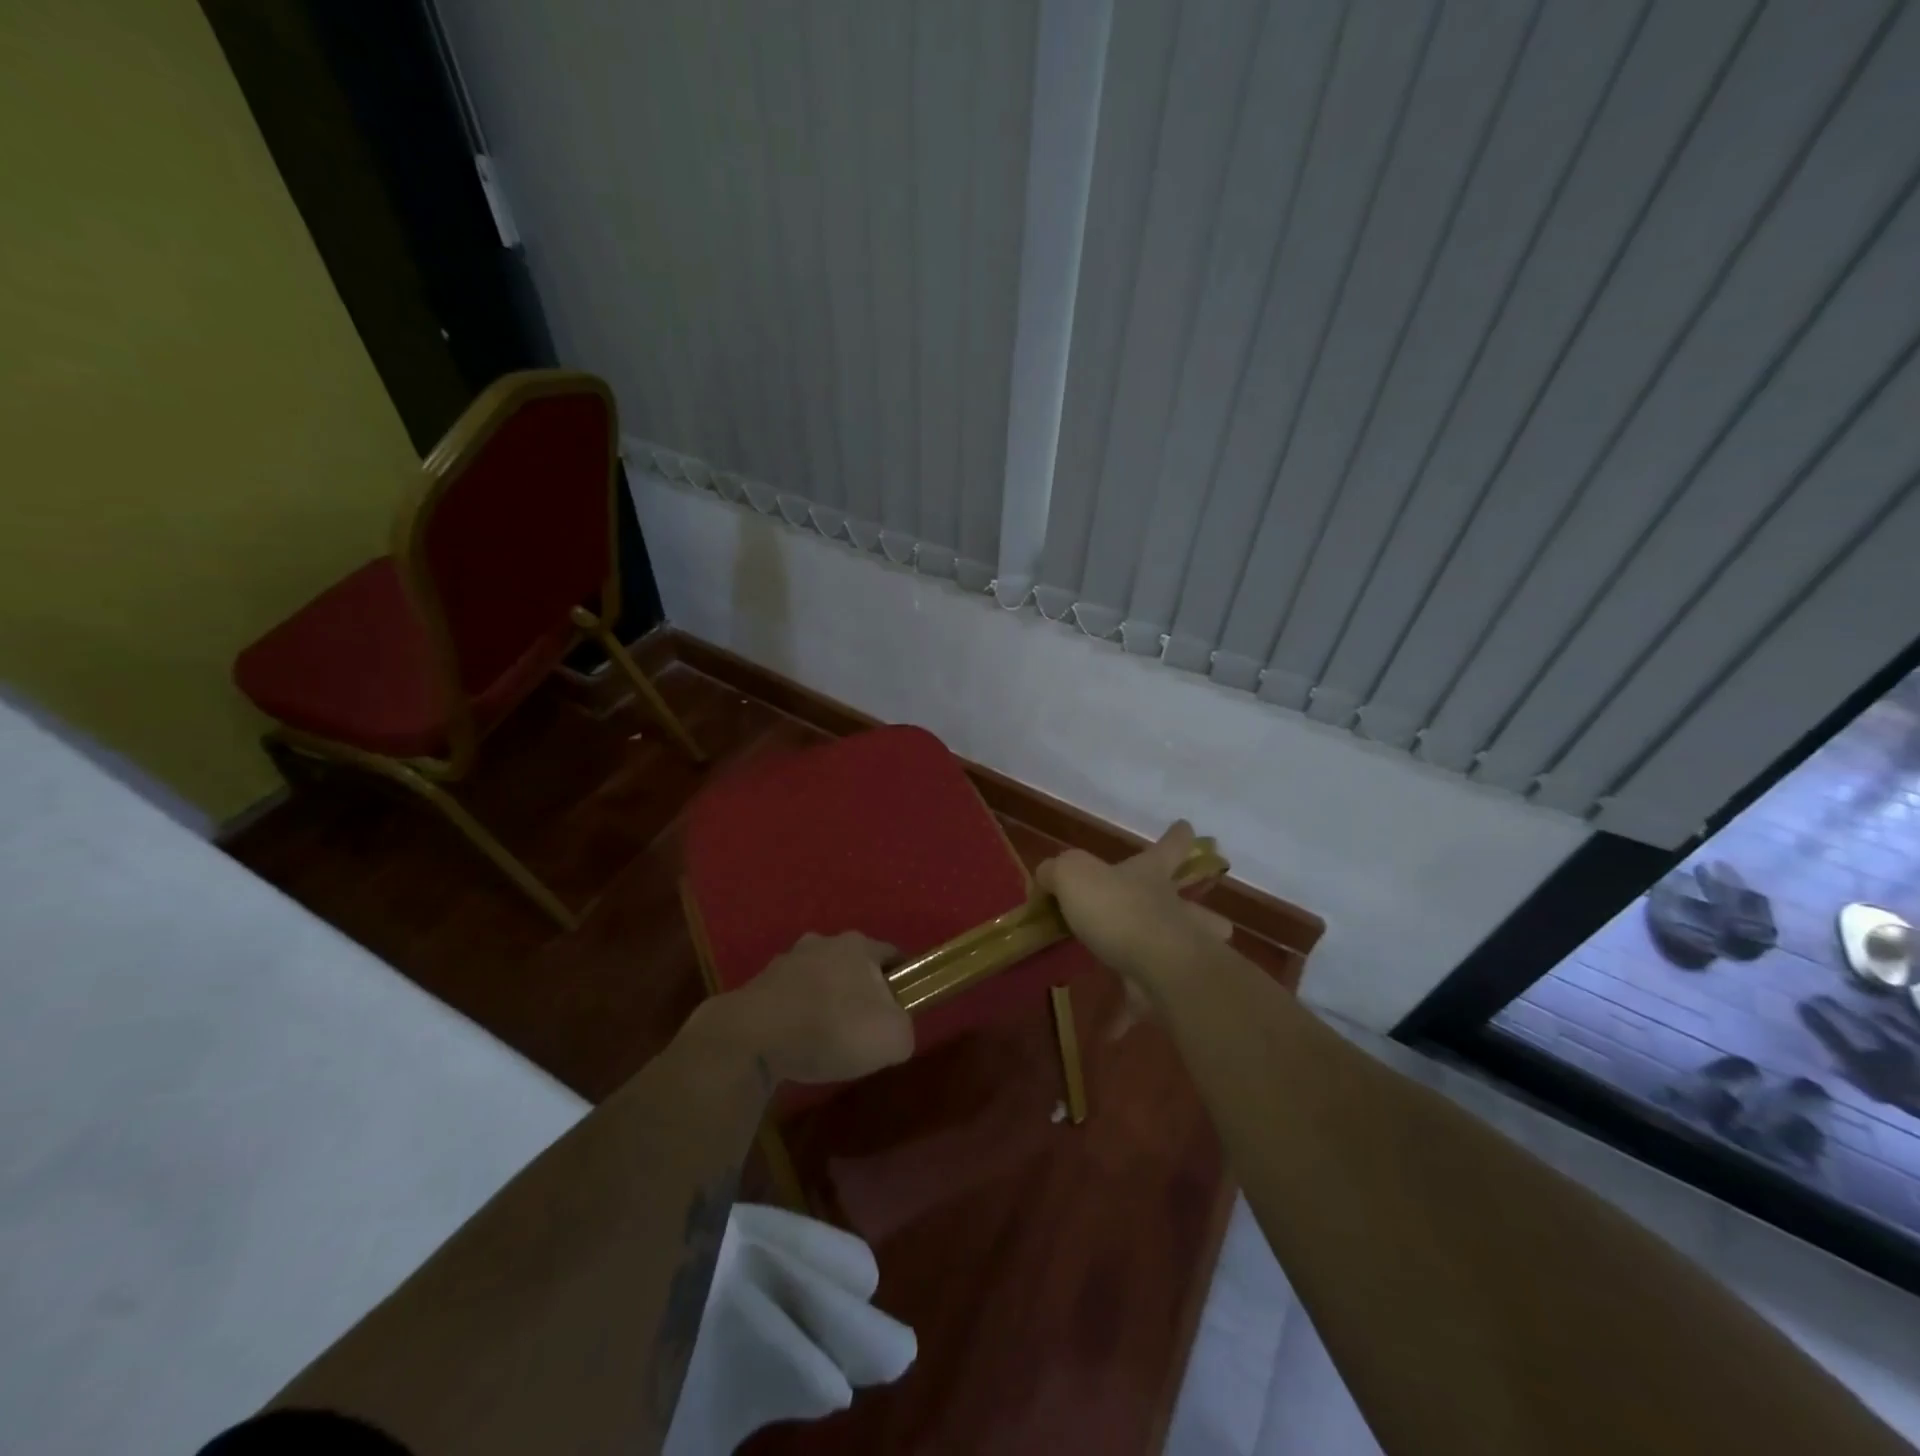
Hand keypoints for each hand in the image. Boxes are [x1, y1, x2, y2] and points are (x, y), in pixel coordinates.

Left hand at [722, 932, 913, 1085]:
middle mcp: (822, 943)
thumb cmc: (834, 1028)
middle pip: (852, 964)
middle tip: (866, 1024)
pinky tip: (797, 1042)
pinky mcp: (758, 985)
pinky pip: (790, 998)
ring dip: (825, 1000)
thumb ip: (904, 1029)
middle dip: (860, 989)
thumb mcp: (893, 1038)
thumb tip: (895, 1030)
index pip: (891, 954)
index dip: (903, 979)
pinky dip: (797, 1015)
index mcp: (858, 946)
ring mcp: (786, 961)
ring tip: (828, 1038)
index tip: (905, 1004)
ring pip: (818, 978)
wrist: (755, 1038)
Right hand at [1037, 822, 1232, 1008]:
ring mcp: (1175, 951)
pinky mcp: (1165, 989)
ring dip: (1173, 961)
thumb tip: (1046, 878)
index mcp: (1150, 876)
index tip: (1186, 827)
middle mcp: (1171, 910)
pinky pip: (1144, 1003)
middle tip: (1208, 917)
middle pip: (1194, 907)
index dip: (1176, 836)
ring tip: (1156, 970)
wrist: (1155, 964)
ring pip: (1182, 954)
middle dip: (1201, 912)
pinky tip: (1110, 1033)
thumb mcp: (1072, 875)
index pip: (1169, 847)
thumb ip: (1056, 872)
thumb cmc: (1116, 909)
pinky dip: (1129, 1015)